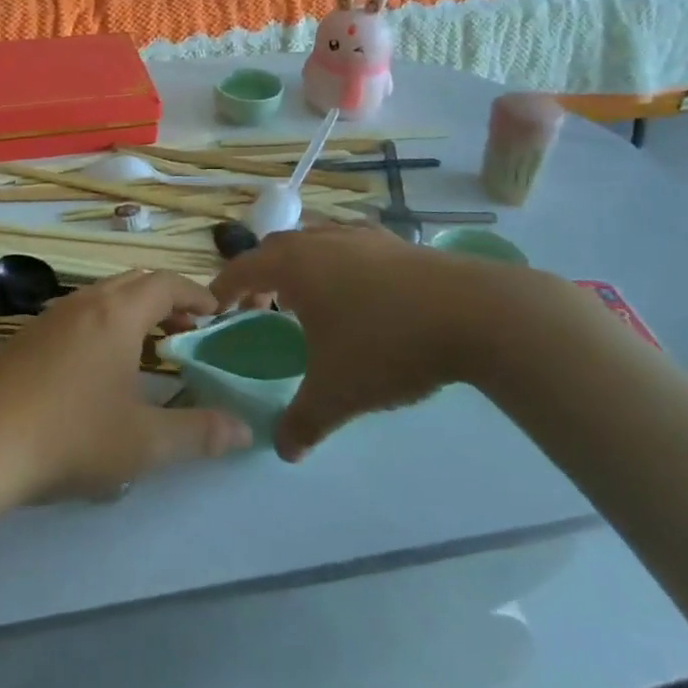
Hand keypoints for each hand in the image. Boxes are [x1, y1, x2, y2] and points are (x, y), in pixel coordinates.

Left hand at [0, 270, 252, 503]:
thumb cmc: (70, 436)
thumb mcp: (143, 443)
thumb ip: (197, 433)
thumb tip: (243, 429)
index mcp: (117, 314)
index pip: (166, 283)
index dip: (195, 293)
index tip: (216, 312)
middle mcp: (84, 303)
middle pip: (134, 282)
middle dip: (166, 300)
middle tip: (188, 329)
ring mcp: (48, 317)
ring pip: (101, 297)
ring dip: (132, 311)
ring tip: (147, 346)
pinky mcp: (23, 337)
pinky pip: (76, 314)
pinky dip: (102, 324)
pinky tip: (96, 365)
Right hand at [210, 225, 585, 461]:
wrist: (472, 313)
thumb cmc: (386, 344)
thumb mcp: (337, 393)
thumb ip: (302, 422)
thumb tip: (283, 451)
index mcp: (295, 265)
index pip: (243, 268)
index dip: (225, 288)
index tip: (215, 307)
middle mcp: (321, 240)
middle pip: (277, 250)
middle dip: (262, 277)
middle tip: (261, 308)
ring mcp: (361, 236)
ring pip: (316, 243)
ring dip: (302, 268)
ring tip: (309, 302)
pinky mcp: (396, 243)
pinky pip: (350, 248)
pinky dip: (339, 266)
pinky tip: (359, 294)